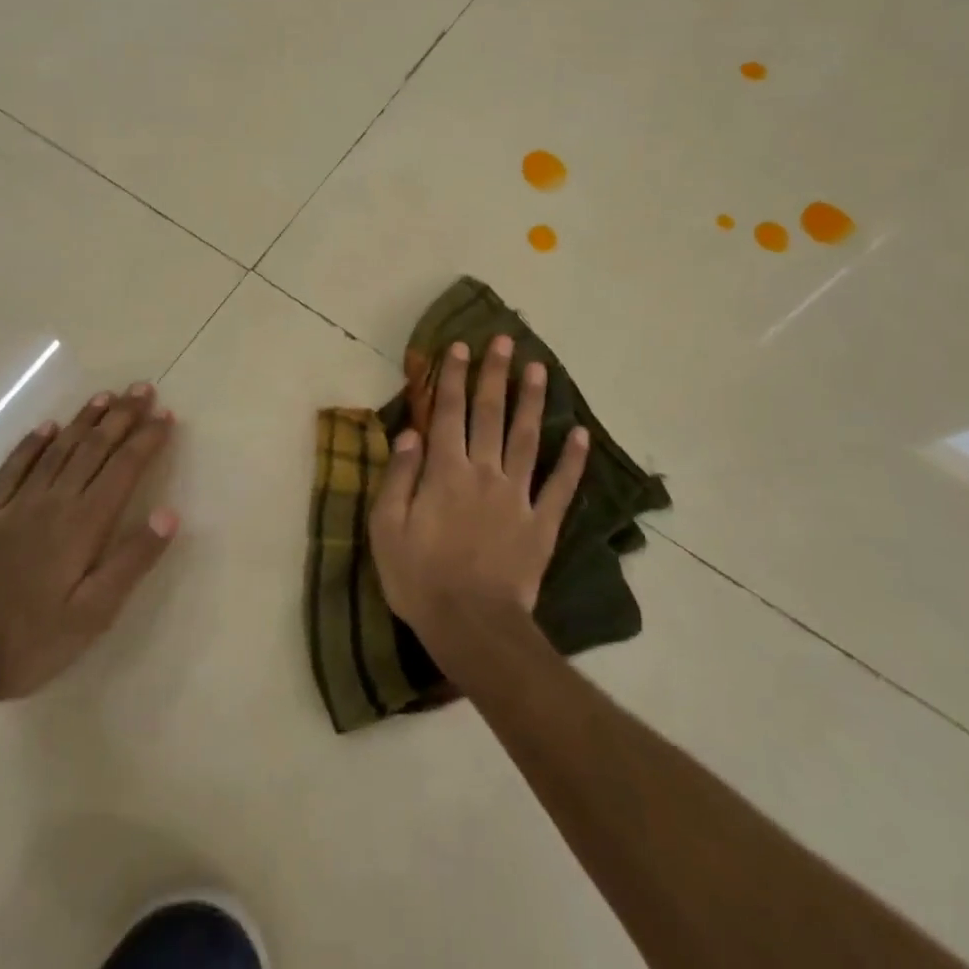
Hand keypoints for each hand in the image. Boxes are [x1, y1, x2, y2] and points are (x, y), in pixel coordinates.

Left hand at [0, 384, 178, 702]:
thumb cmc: (30, 642)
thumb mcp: (94, 614)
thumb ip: (132, 560)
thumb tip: (170, 513)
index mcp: (84, 524)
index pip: (124, 468)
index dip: (147, 439)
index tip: (167, 415)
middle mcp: (53, 503)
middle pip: (93, 449)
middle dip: (121, 416)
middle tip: (142, 389)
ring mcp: (15, 506)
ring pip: (57, 450)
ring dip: (84, 421)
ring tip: (105, 396)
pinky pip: (12, 469)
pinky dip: (31, 444)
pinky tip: (45, 428)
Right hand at [369, 336, 588, 648]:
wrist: (471, 627)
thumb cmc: (420, 578)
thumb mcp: (387, 529)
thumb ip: (399, 476)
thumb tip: (410, 432)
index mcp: (445, 471)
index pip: (448, 412)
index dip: (452, 377)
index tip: (459, 346)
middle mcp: (484, 472)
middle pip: (490, 414)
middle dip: (495, 374)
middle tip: (504, 341)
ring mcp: (517, 496)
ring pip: (528, 438)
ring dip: (533, 401)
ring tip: (540, 368)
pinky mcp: (542, 524)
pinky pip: (560, 487)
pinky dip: (573, 461)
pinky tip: (581, 434)